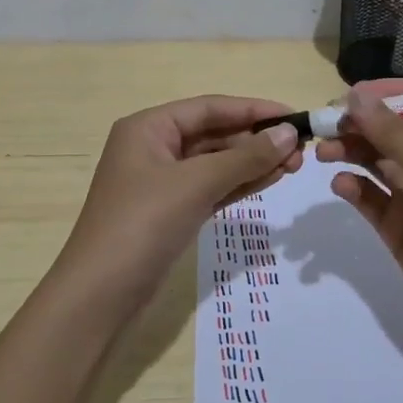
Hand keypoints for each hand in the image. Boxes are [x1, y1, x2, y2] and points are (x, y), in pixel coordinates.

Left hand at [52, 96, 302, 316]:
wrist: (100, 295)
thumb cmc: (143, 224)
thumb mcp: (195, 184)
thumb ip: (244, 157)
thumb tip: (288, 133)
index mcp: (148, 128)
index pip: (209, 108)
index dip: (253, 109)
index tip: (295, 115)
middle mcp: (153, 148)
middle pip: (213, 133)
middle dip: (256, 139)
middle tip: (302, 150)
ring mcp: (162, 182)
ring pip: (215, 162)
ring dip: (252, 162)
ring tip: (295, 165)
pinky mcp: (171, 212)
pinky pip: (212, 187)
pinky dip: (240, 183)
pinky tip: (271, 180)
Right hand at [316, 82, 402, 356]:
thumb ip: (396, 135)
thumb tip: (355, 96)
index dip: (384, 94)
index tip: (346, 96)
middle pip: (390, 129)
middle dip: (358, 123)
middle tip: (323, 126)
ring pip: (375, 160)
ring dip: (349, 151)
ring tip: (322, 153)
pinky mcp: (399, 227)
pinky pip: (369, 197)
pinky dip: (353, 187)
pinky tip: (340, 186)